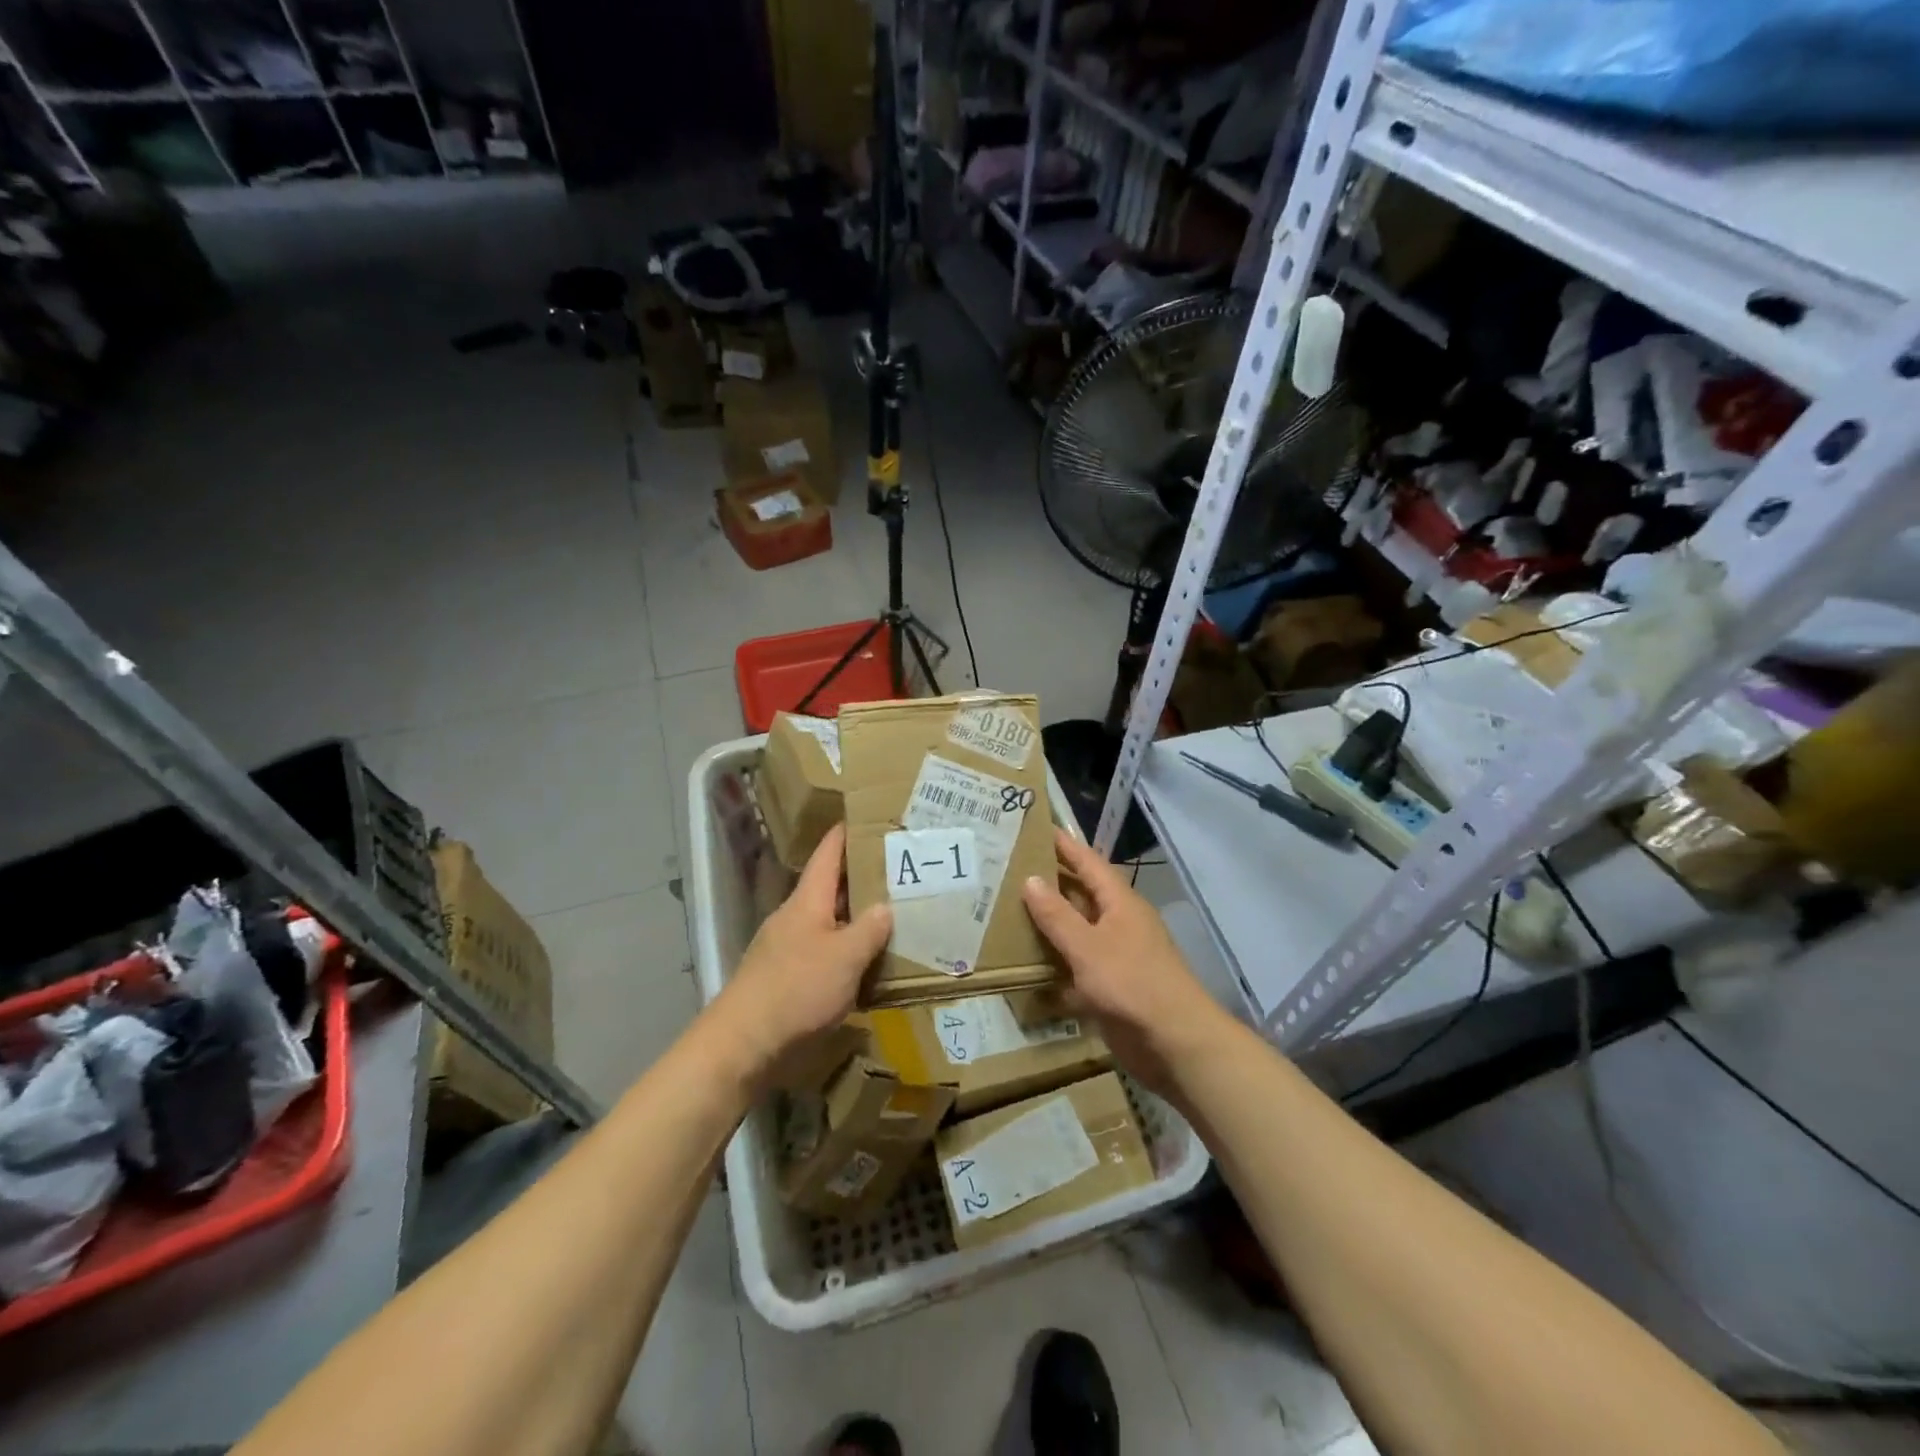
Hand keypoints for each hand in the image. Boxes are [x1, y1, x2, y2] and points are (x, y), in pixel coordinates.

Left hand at [714, 825, 891, 1078]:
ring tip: (892, 914)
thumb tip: (886, 906)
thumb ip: (869, 929)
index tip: (868, 816)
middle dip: (860, 877)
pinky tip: (867, 962)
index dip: (846, 833)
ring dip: (855, 916)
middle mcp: (795, 917)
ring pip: (828, 921)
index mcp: (807, 901)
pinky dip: (846, 948)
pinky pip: (823, 951)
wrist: (744, 1043)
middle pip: (829, 887)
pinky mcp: (787, 977)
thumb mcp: (845, 957)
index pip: (827, 854)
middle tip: (898, 870)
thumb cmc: (797, 989)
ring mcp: (787, 947)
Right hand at [1022, 829, 1228, 1092]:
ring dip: (1050, 924)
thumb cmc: (1132, 984)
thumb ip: (1057, 915)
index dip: (1063, 845)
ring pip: (1078, 931)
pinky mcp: (1112, 987)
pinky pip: (1078, 966)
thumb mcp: (1087, 947)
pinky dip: (1057, 964)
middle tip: (1010, 870)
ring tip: (1008, 912)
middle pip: (1081, 894)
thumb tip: (1030, 879)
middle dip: (1050, 882)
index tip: (1035, 828)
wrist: (1176, 1043)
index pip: (1088, 862)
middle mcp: (1119, 922)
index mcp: (1120, 902)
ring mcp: (1117, 955)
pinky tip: (1028, 966)